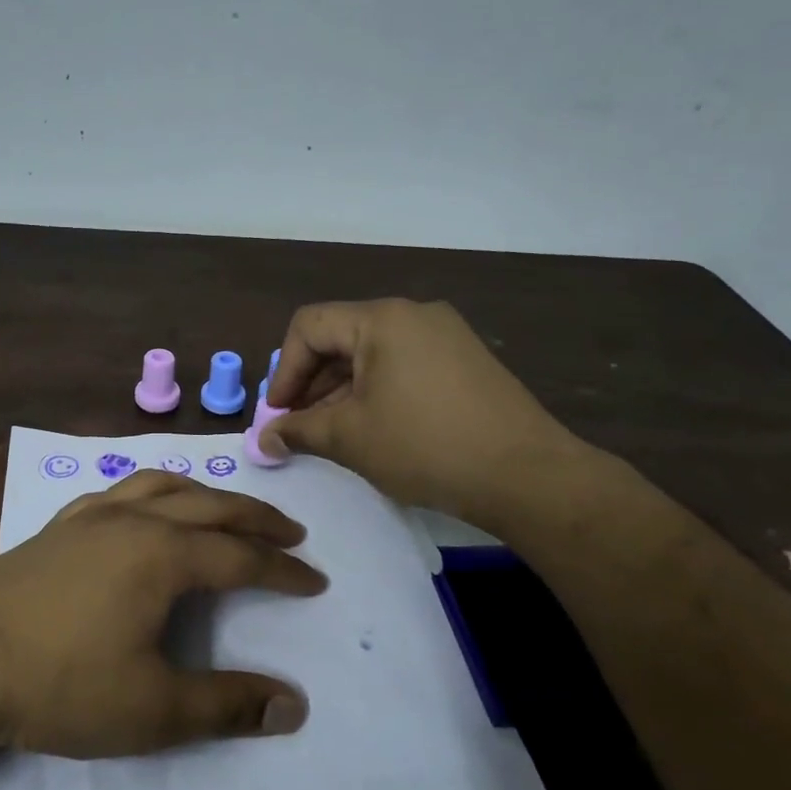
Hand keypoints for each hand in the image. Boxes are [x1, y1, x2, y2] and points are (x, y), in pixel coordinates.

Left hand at [0, 470, 326, 757]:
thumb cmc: (59, 684)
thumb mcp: (153, 710)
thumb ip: (227, 706)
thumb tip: (295, 706)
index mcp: (165, 555)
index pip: (242, 557)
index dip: (284, 571)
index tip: (315, 581)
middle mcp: (136, 520)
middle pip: (212, 506)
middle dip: (257, 518)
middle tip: (292, 531)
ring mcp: (92, 516)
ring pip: (164, 486)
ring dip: (206, 494)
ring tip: (226, 507)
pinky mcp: (58, 526)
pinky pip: (119, 491)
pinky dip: (150, 491)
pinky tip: (143, 506)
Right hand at [261, 298, 583, 519]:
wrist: (526, 475)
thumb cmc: (425, 446)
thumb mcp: (350, 438)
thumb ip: (298, 431)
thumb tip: (264, 440)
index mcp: (382, 319)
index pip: (310, 326)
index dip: (284, 370)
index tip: (277, 415)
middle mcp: (414, 314)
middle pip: (341, 337)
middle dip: (311, 383)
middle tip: (298, 427)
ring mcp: (446, 336)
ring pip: (373, 354)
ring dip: (342, 391)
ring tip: (331, 434)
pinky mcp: (466, 361)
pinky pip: (404, 366)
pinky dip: (377, 392)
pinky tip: (374, 430)